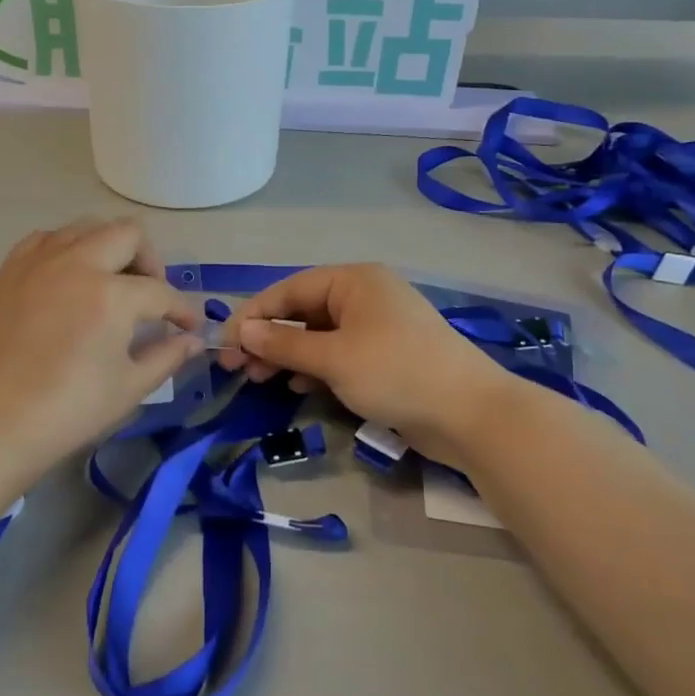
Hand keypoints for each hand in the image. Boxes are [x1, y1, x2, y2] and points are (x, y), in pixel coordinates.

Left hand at [0, 218, 201, 479]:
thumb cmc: (66, 410)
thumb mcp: (128, 388)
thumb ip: (167, 357)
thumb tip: (192, 341)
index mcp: (112, 294)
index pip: (161, 293)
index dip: (182, 311)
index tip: (190, 327)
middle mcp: (77, 263)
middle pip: (128, 235)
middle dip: (150, 262)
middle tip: (150, 296)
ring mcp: (40, 261)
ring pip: (86, 227)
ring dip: (109, 248)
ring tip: (109, 283)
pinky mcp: (10, 270)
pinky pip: (47, 239)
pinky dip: (67, 249)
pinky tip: (68, 278)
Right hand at [218, 265, 521, 469]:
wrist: (471, 414)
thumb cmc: (396, 372)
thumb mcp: (333, 358)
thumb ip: (283, 344)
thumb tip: (241, 330)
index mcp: (353, 281)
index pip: (290, 290)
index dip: (253, 315)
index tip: (223, 342)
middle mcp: (364, 296)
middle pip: (302, 312)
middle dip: (268, 338)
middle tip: (236, 368)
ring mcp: (377, 326)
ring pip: (318, 336)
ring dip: (287, 356)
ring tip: (258, 380)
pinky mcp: (386, 356)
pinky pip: (338, 354)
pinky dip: (314, 367)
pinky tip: (296, 386)